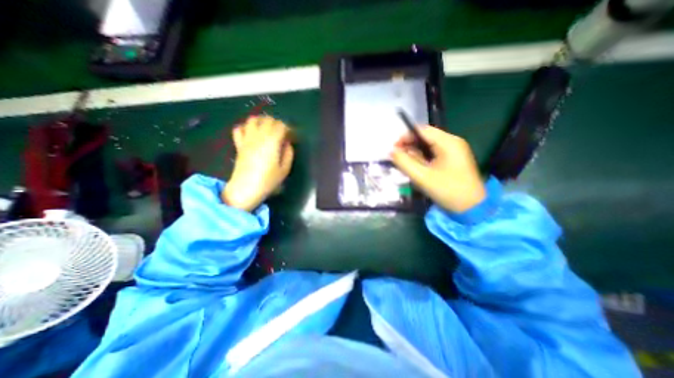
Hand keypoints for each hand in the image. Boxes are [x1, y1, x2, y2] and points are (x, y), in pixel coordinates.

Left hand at [223, 116, 293, 210]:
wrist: (246, 188)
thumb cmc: (268, 180)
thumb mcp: (285, 169)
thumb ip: (288, 153)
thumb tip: (287, 144)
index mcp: (272, 141)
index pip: (281, 126)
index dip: (288, 129)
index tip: (291, 136)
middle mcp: (259, 136)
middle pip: (268, 120)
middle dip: (277, 124)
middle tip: (282, 133)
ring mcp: (247, 139)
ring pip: (253, 120)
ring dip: (262, 121)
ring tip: (268, 129)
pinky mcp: (239, 144)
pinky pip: (239, 128)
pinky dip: (246, 127)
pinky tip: (252, 133)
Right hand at [391, 127, 484, 213]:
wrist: (472, 208)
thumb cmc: (448, 190)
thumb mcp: (422, 177)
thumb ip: (404, 162)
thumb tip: (391, 151)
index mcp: (448, 142)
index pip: (422, 130)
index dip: (405, 137)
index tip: (393, 148)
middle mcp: (452, 142)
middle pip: (425, 137)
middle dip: (409, 146)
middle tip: (397, 158)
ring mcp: (454, 151)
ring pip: (428, 146)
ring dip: (415, 153)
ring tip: (405, 164)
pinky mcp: (452, 159)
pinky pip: (433, 154)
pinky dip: (422, 158)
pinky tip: (416, 167)